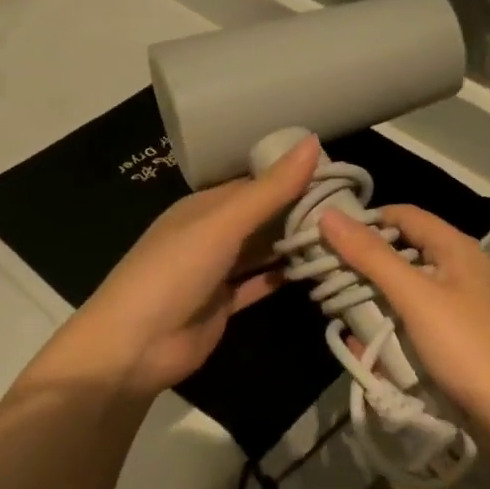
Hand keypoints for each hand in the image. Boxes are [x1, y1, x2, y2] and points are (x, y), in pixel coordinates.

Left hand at [49, 136, 320, 396]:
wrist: (135, 346)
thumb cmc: (174, 273)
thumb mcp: (222, 225)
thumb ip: (269, 190)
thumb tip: (314, 142)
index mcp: (204, 207)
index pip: (256, 183)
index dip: (295, 177)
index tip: (342, 176)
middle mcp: (211, 234)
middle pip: (262, 217)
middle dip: (300, 212)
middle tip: (354, 208)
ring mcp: (217, 271)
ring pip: (263, 251)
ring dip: (295, 245)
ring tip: (345, 237)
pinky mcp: (224, 305)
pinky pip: (260, 283)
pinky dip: (284, 277)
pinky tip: (318, 270)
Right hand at [318, 205, 489, 422]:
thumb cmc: (467, 345)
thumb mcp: (415, 296)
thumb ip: (371, 256)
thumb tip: (327, 215)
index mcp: (455, 247)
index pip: (402, 215)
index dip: (364, 221)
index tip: (324, 238)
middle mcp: (457, 269)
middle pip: (401, 252)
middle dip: (362, 265)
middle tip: (322, 279)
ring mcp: (457, 305)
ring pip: (403, 290)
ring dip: (372, 300)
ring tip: (337, 314)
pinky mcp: (454, 337)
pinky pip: (411, 321)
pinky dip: (388, 328)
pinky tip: (365, 347)